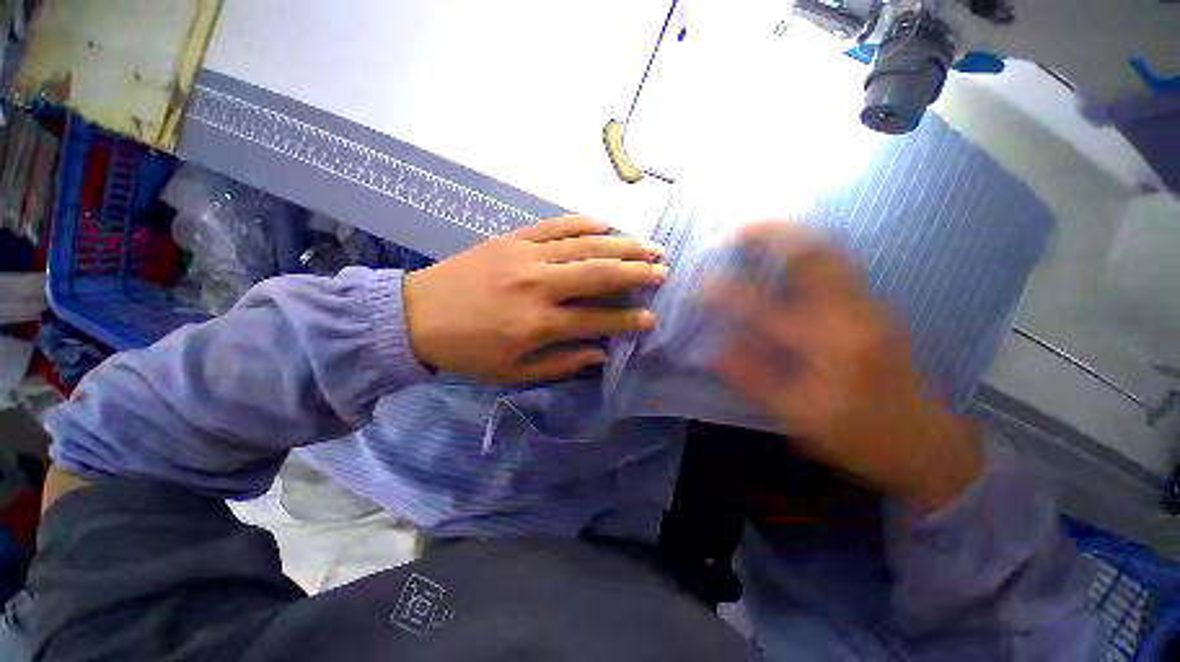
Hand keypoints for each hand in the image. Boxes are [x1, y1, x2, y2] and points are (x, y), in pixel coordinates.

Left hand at [403, 215, 665, 383]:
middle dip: (636, 272)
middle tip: (663, 270)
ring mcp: (526, 256)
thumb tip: (600, 353)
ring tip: (648, 245)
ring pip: (583, 246)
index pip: (598, 320)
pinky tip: (604, 223)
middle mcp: (539, 286)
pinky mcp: (512, 239)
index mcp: (539, 323)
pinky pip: (554, 226)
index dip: (629, 320)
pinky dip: (582, 223)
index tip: (652, 317)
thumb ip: (562, 363)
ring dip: (620, 244)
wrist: (417, 316)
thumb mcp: (514, 372)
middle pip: (599, 274)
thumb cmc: (469, 351)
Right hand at [705, 223, 981, 512]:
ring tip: (755, 232)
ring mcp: (871, 305)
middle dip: (771, 235)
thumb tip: (710, 351)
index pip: (766, 308)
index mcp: (829, 348)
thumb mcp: (797, 417)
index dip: (727, 293)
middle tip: (735, 230)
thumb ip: (752, 378)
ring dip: (791, 237)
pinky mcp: (876, 306)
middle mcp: (853, 315)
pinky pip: (838, 264)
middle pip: (815, 255)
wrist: (926, 442)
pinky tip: (785, 256)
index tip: (701, 285)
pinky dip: (807, 250)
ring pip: (830, 252)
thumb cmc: (860, 436)